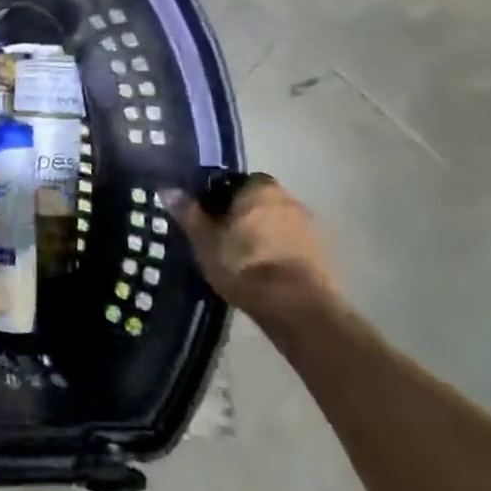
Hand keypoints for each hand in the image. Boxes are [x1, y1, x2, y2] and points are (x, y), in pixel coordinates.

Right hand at [175, 173, 344, 325]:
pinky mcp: (322, 255)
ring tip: (238, 258)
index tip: (205, 216)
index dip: (218, 197)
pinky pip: (290, 245)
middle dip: (240, 215)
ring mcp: (310, 227)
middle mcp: (289, 199)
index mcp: (260, 188)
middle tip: (219, 237)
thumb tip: (167, 189)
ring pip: (274, 224)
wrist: (297, 308)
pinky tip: (261, 272)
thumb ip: (188, 213)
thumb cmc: (244, 264)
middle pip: (257, 202)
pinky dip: (276, 253)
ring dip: (260, 235)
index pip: (234, 181)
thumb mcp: (204, 240)